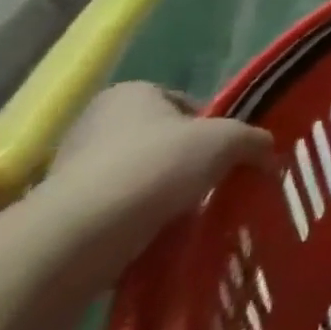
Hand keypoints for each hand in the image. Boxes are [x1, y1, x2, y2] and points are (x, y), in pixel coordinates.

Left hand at [45, 83, 275, 242]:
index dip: (212, 127)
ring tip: (187, 215)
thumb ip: (254, 140)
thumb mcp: (228, 141)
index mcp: (131, 93)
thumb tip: (270, 155)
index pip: (184, 104)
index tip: (226, 153)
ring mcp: (70, 170)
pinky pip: (115, 212)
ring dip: (162, 194)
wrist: (83, 234)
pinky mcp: (60, 214)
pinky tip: (157, 236)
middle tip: (211, 184)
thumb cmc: (158, 165)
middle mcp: (94, 123)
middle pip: (159, 141)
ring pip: (138, 178)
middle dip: (186, 162)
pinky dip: (137, 222)